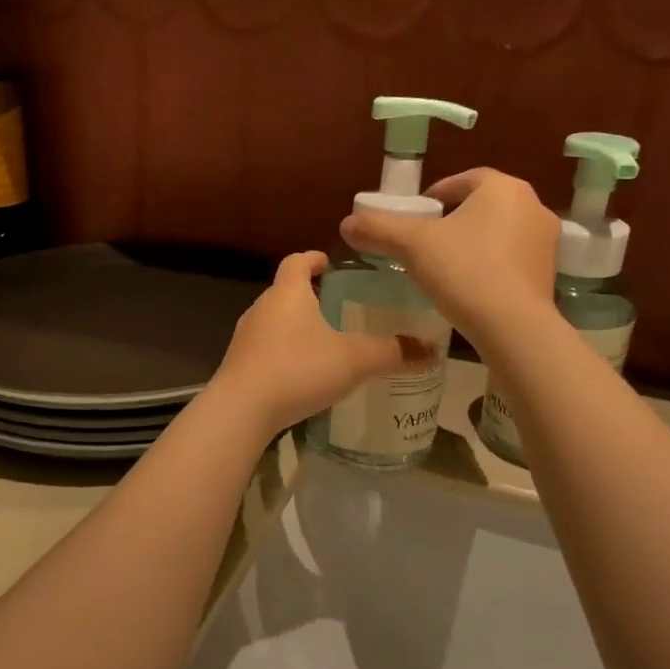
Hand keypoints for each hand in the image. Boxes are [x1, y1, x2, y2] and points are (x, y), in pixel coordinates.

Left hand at [210, 252, 433, 435]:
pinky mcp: (239, 364)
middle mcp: (262, 308)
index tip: (331, 264)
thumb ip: (392, 353)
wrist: (241, 410)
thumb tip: (431, 351)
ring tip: (325, 341)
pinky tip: (303, 373)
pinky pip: (266, 348)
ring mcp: (246, 337)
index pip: (298, 261)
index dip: (315, 258)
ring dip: (297, 326)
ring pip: (276, 321)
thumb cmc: (298, 369)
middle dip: (311, 295)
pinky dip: (285, 352)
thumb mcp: (353, 360)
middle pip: (286, 291)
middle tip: (340, 306)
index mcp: (287, 293)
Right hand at [339, 168, 558, 345]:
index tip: (418, 214)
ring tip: (447, 265)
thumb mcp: (413, 246)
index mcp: (502, 188)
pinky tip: (471, 285)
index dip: (437, 193)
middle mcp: (532, 205)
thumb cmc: (464, 271)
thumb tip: (347, 223)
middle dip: (456, 218)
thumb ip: (379, 229)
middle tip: (428, 240)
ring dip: (476, 241)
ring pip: (500, 231)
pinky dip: (492, 264)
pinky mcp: (549, 272)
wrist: (513, 326)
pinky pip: (513, 258)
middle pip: (484, 205)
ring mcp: (546, 240)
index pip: (464, 180)